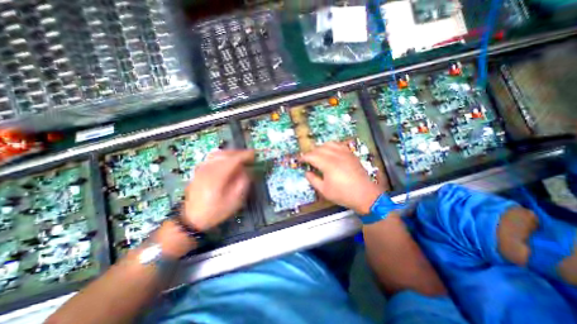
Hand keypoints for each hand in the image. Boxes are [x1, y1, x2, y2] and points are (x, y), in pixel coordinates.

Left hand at [180, 150, 252, 231]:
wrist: (191, 218)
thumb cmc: (215, 211)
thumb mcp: (234, 201)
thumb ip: (242, 183)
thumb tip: (246, 170)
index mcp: (217, 176)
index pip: (234, 160)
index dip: (245, 155)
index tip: (255, 154)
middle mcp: (208, 168)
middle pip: (226, 154)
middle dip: (239, 153)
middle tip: (250, 155)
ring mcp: (202, 168)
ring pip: (219, 153)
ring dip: (232, 153)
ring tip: (241, 156)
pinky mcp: (199, 170)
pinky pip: (213, 157)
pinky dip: (223, 155)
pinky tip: (228, 159)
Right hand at [299, 142, 384, 214]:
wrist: (365, 195)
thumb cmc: (343, 194)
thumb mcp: (324, 190)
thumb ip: (313, 180)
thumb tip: (307, 172)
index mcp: (328, 164)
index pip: (312, 156)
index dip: (304, 157)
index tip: (300, 160)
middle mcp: (336, 155)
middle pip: (319, 149)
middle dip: (311, 153)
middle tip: (308, 160)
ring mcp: (345, 153)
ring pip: (329, 144)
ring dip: (320, 148)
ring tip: (318, 154)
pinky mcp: (351, 154)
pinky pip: (339, 145)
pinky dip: (332, 146)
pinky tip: (331, 151)